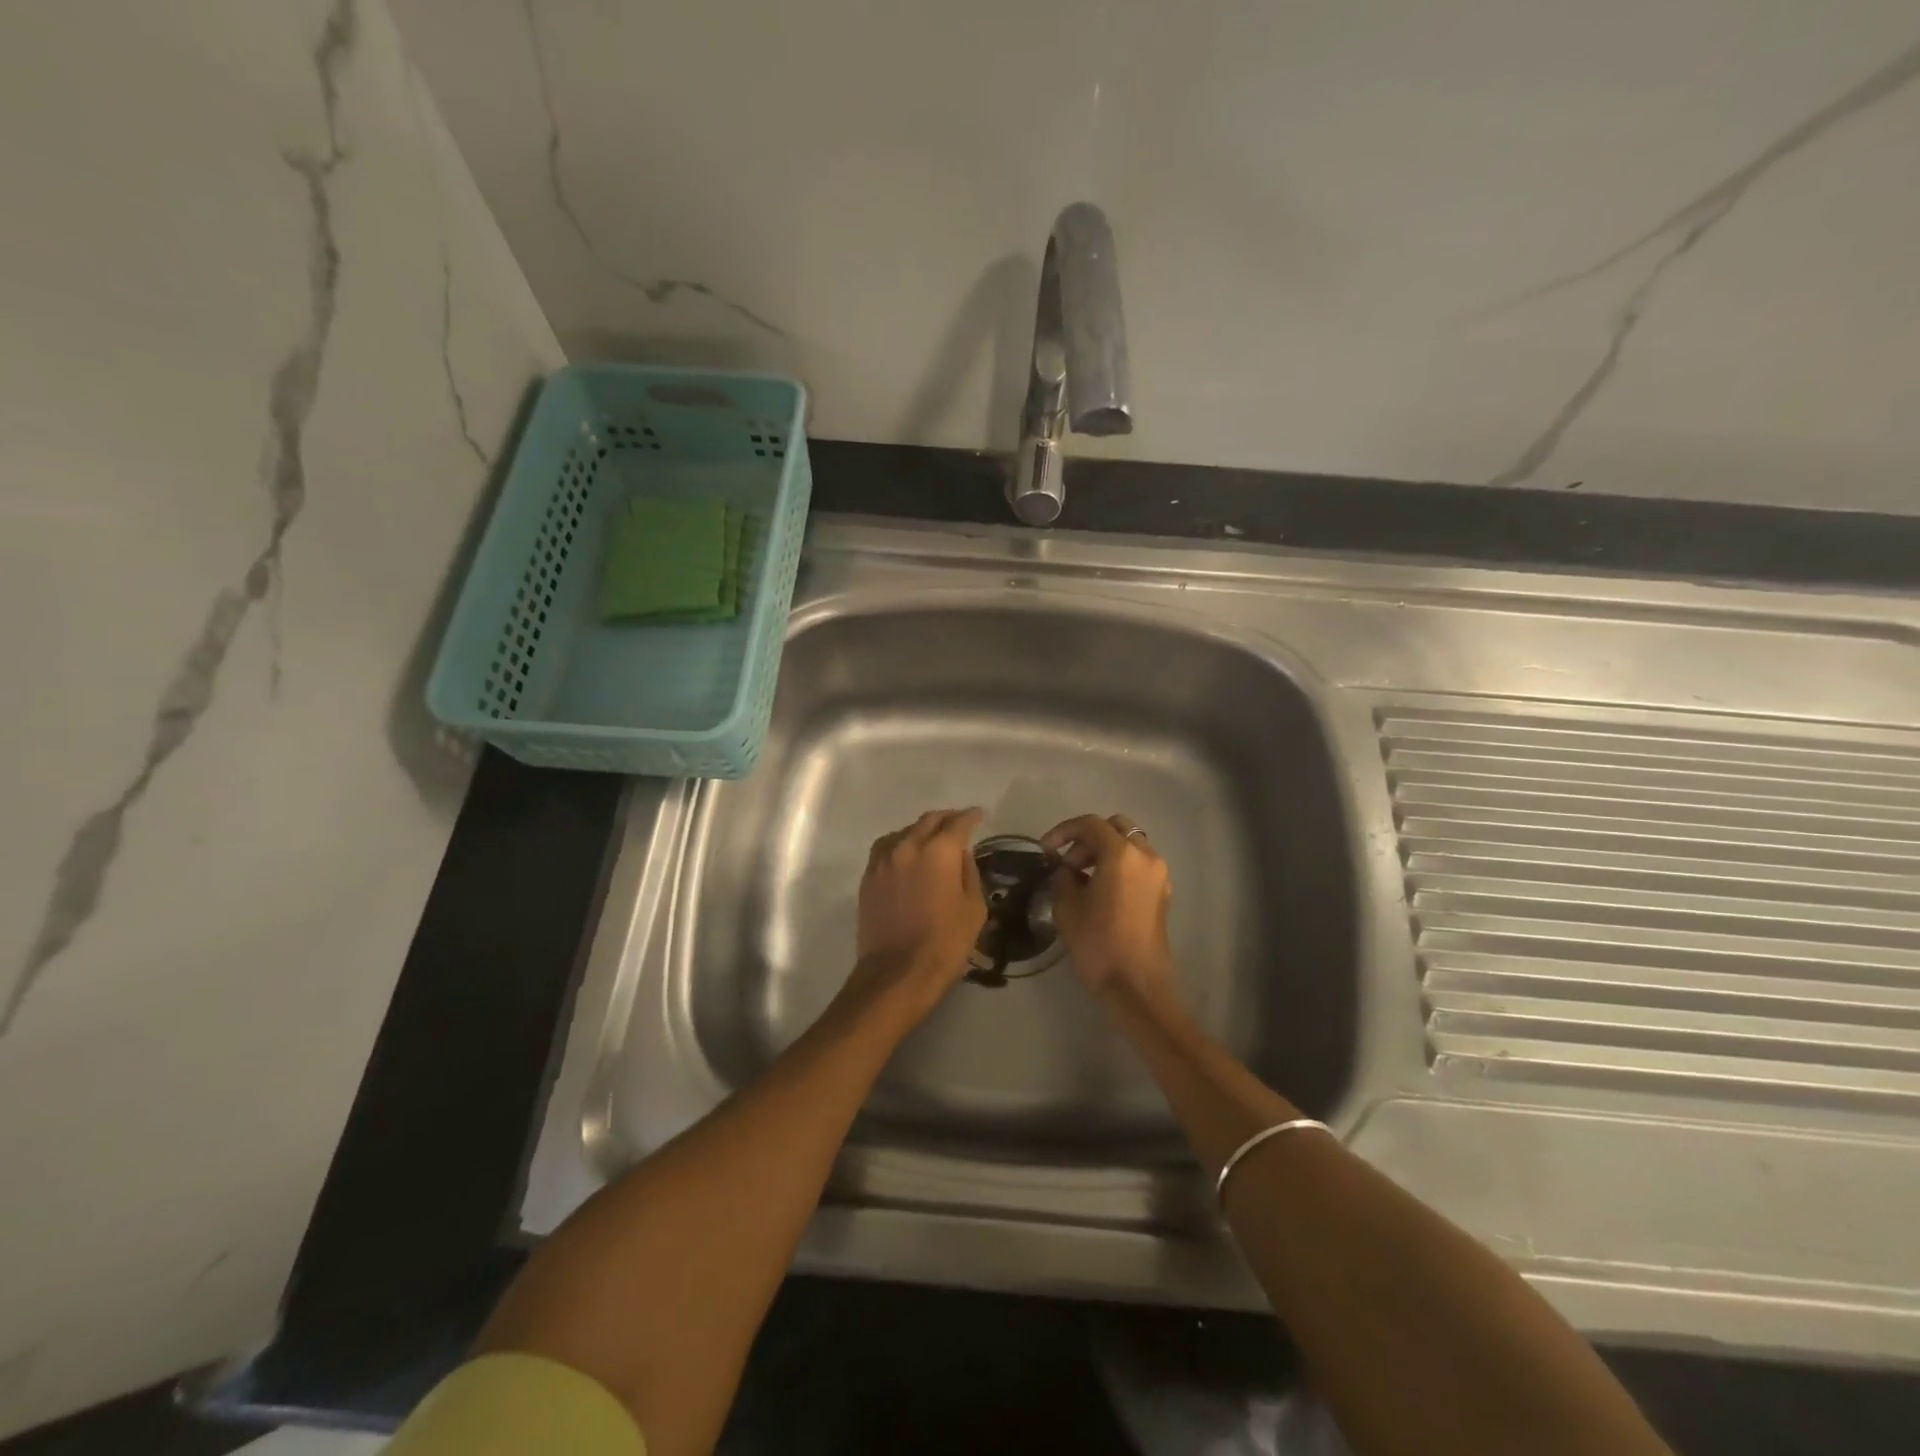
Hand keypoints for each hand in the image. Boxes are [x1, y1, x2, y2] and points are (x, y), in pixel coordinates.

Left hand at [846, 808, 986, 1020]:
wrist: (897, 973)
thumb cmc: (945, 943)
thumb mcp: (974, 908)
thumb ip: (969, 873)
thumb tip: (961, 855)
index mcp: (939, 851)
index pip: (958, 823)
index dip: (971, 816)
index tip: (979, 815)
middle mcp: (908, 846)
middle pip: (929, 820)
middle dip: (946, 819)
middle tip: (958, 824)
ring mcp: (883, 860)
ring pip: (904, 831)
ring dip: (921, 830)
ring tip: (932, 839)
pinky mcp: (868, 877)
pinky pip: (886, 848)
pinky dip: (900, 844)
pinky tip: (907, 856)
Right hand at [1040, 814, 1174, 1004]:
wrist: (1136, 985)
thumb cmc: (1097, 943)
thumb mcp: (1067, 906)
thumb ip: (1063, 877)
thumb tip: (1066, 869)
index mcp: (1121, 854)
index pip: (1090, 824)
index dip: (1063, 831)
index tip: (1045, 849)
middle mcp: (1145, 856)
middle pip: (1115, 828)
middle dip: (1088, 838)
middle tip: (1067, 862)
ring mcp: (1158, 874)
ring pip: (1129, 845)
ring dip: (1104, 851)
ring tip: (1081, 877)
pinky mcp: (1162, 892)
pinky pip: (1138, 864)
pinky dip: (1119, 865)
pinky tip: (1100, 890)